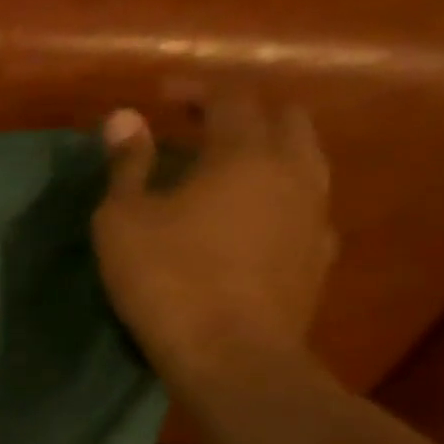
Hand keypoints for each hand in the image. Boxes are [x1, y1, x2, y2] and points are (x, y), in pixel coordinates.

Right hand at [92, 90, 335, 391]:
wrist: (232, 355)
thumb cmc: (165, 277)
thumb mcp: (124, 218)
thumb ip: (128, 164)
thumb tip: (124, 117)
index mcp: (245, 155)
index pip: (232, 97)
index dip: (197, 89)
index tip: (162, 95)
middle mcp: (294, 172)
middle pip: (284, 118)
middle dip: (241, 110)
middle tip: (197, 122)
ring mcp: (315, 214)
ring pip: (305, 158)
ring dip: (266, 148)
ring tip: (224, 164)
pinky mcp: (319, 254)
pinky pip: (306, 201)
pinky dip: (278, 191)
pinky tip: (250, 213)